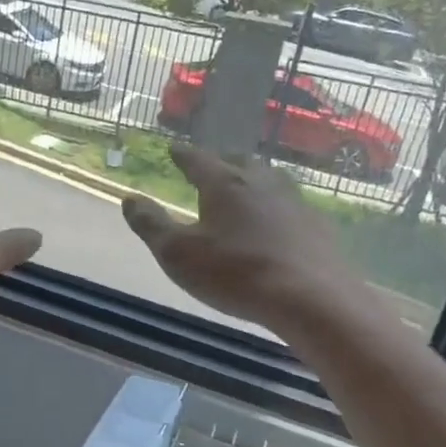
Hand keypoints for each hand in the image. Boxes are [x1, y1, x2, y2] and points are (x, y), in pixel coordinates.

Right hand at [122, 143, 350, 326]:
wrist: (310, 297)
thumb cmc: (234, 273)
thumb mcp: (178, 254)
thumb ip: (151, 225)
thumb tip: (129, 199)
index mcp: (224, 184)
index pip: (198, 160)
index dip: (183, 155)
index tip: (174, 149)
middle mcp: (261, 183)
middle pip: (239, 162)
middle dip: (222, 161)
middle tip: (212, 165)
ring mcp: (294, 202)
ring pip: (269, 180)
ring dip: (253, 180)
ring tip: (244, 188)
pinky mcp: (317, 226)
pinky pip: (290, 206)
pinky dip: (276, 208)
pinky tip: (277, 223)